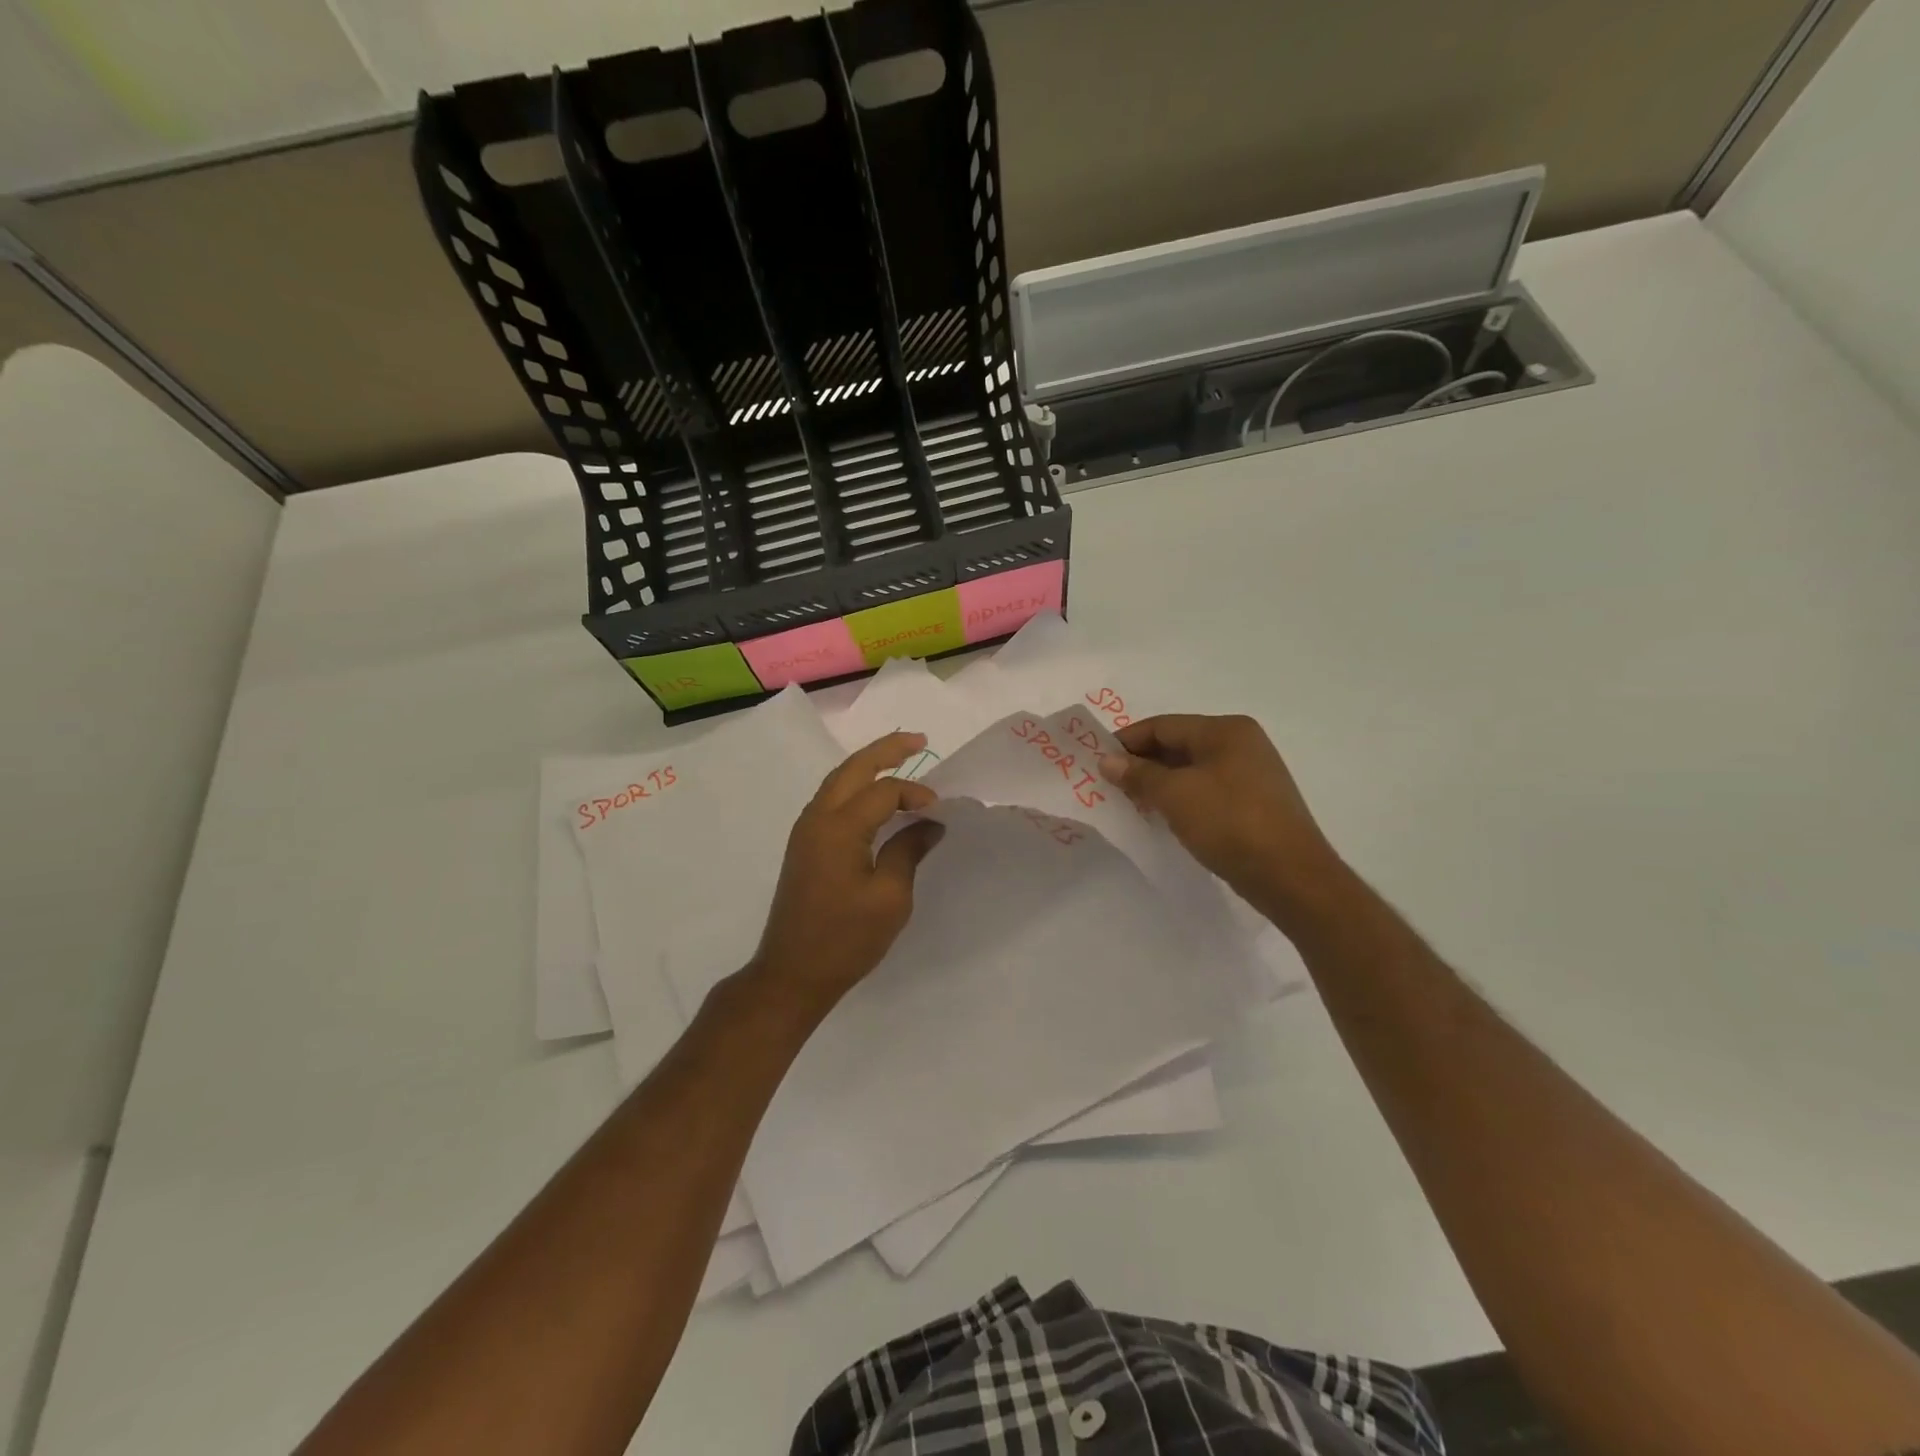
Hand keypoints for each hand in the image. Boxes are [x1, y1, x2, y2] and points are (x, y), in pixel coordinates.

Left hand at [749, 732, 945, 1015]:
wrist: (792, 974)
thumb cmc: (845, 939)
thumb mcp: (889, 897)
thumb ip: (908, 851)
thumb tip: (929, 824)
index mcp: (839, 827)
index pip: (883, 792)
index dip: (915, 794)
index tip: (939, 812)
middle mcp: (817, 819)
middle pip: (852, 769)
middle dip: (885, 750)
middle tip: (918, 740)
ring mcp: (805, 832)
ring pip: (838, 781)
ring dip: (867, 766)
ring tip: (899, 757)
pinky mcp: (804, 846)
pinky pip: (831, 801)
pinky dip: (855, 788)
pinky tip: (874, 797)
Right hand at [1099, 714, 1344, 923]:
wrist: (1290, 876)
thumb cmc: (1229, 823)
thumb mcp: (1175, 795)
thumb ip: (1138, 774)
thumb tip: (1107, 760)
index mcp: (1225, 730)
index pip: (1163, 725)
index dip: (1127, 741)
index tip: (1097, 761)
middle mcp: (1242, 744)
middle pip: (1178, 744)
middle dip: (1142, 763)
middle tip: (1109, 785)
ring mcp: (1252, 774)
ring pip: (1192, 769)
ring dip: (1160, 783)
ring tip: (1131, 802)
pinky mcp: (1254, 803)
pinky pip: (1207, 790)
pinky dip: (1181, 798)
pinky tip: (1164, 816)